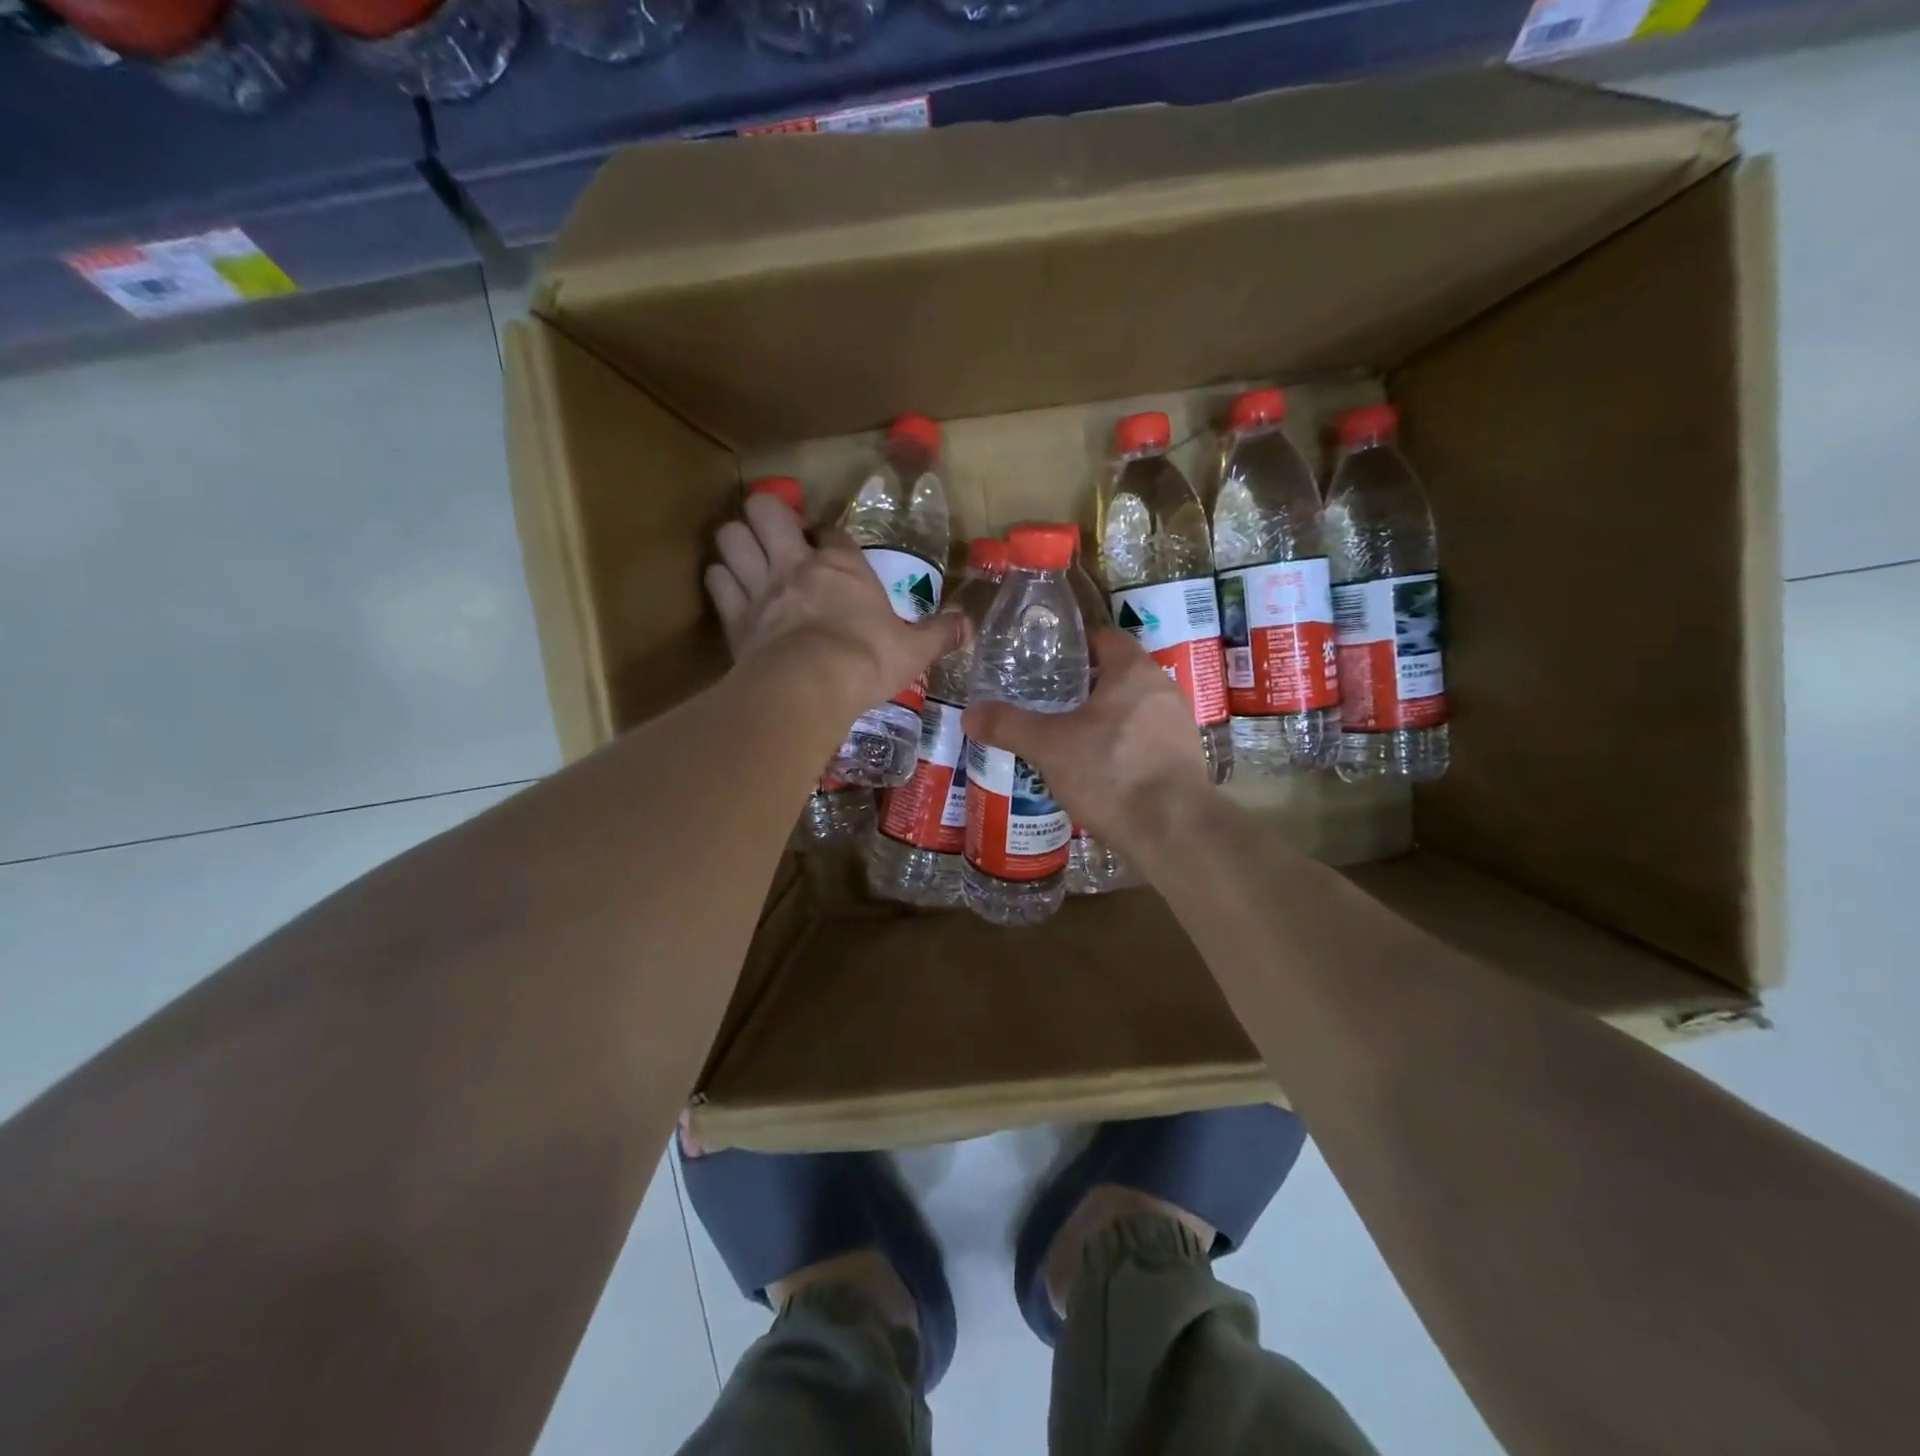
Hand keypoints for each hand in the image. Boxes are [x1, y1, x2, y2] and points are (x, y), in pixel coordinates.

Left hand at [705, 494, 963, 708]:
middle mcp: (796, 565)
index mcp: (843, 568)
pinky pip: (715, 579)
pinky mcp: (734, 615)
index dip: (829, 539)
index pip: (832, 533)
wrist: (811, 687)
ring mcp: (760, 586)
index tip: (832, 553)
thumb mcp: (914, 650)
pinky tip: (729, 590)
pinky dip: (720, 580)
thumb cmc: (867, 661)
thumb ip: (940, 634)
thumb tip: (969, 625)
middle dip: (767, 515)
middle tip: (776, 537)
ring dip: (736, 542)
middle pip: (766, 509)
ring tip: (746, 557)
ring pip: (730, 537)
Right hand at [963, 627, 1213, 854]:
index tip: (1047, 661)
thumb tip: (969, 714)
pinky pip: (1146, 739)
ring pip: (1133, 709)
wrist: (1172, 829)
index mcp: (1133, 671)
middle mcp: (1163, 689)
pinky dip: (1122, 746)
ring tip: (1068, 737)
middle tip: (1049, 701)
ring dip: (1104, 718)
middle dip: (1085, 686)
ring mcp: (1179, 725)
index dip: (1075, 645)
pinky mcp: (1185, 759)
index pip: (1104, 638)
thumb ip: (1008, 726)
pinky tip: (1098, 770)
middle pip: (1118, 674)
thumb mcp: (1049, 746)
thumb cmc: (1110, 771)